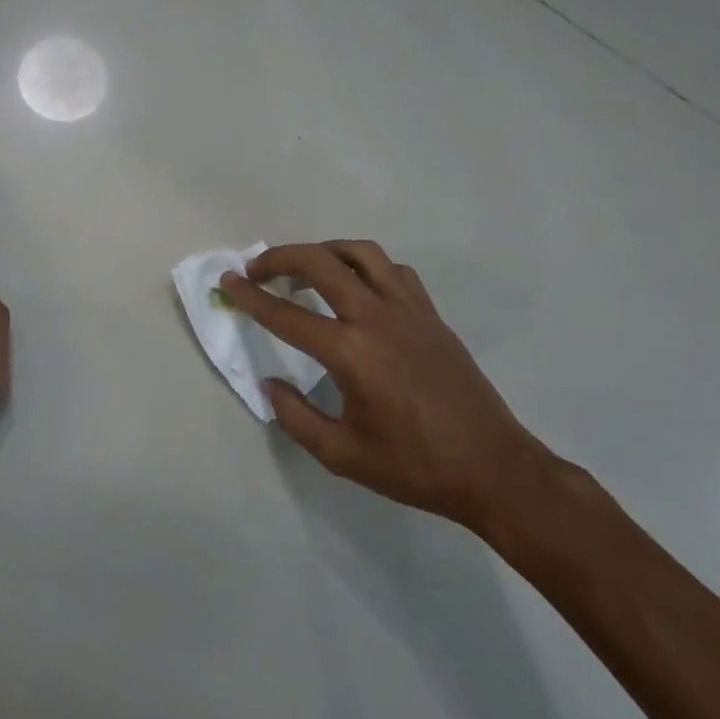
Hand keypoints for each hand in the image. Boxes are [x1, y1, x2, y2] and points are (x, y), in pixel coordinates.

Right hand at [219, 241, 557, 549]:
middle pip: (321, 264)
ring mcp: (410, 311)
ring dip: (325, 251)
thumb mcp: (342, 454)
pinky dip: (367, 266)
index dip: (250, 297)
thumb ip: (296, 416)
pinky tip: (358, 288)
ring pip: (362, 254)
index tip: (227, 281)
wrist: (492, 467)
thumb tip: (270, 385)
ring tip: (305, 268)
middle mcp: (378, 318)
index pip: (286, 315)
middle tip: (256, 270)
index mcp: (351, 353)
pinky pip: (395, 272)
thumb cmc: (414, 467)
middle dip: (281, 258)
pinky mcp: (432, 315)